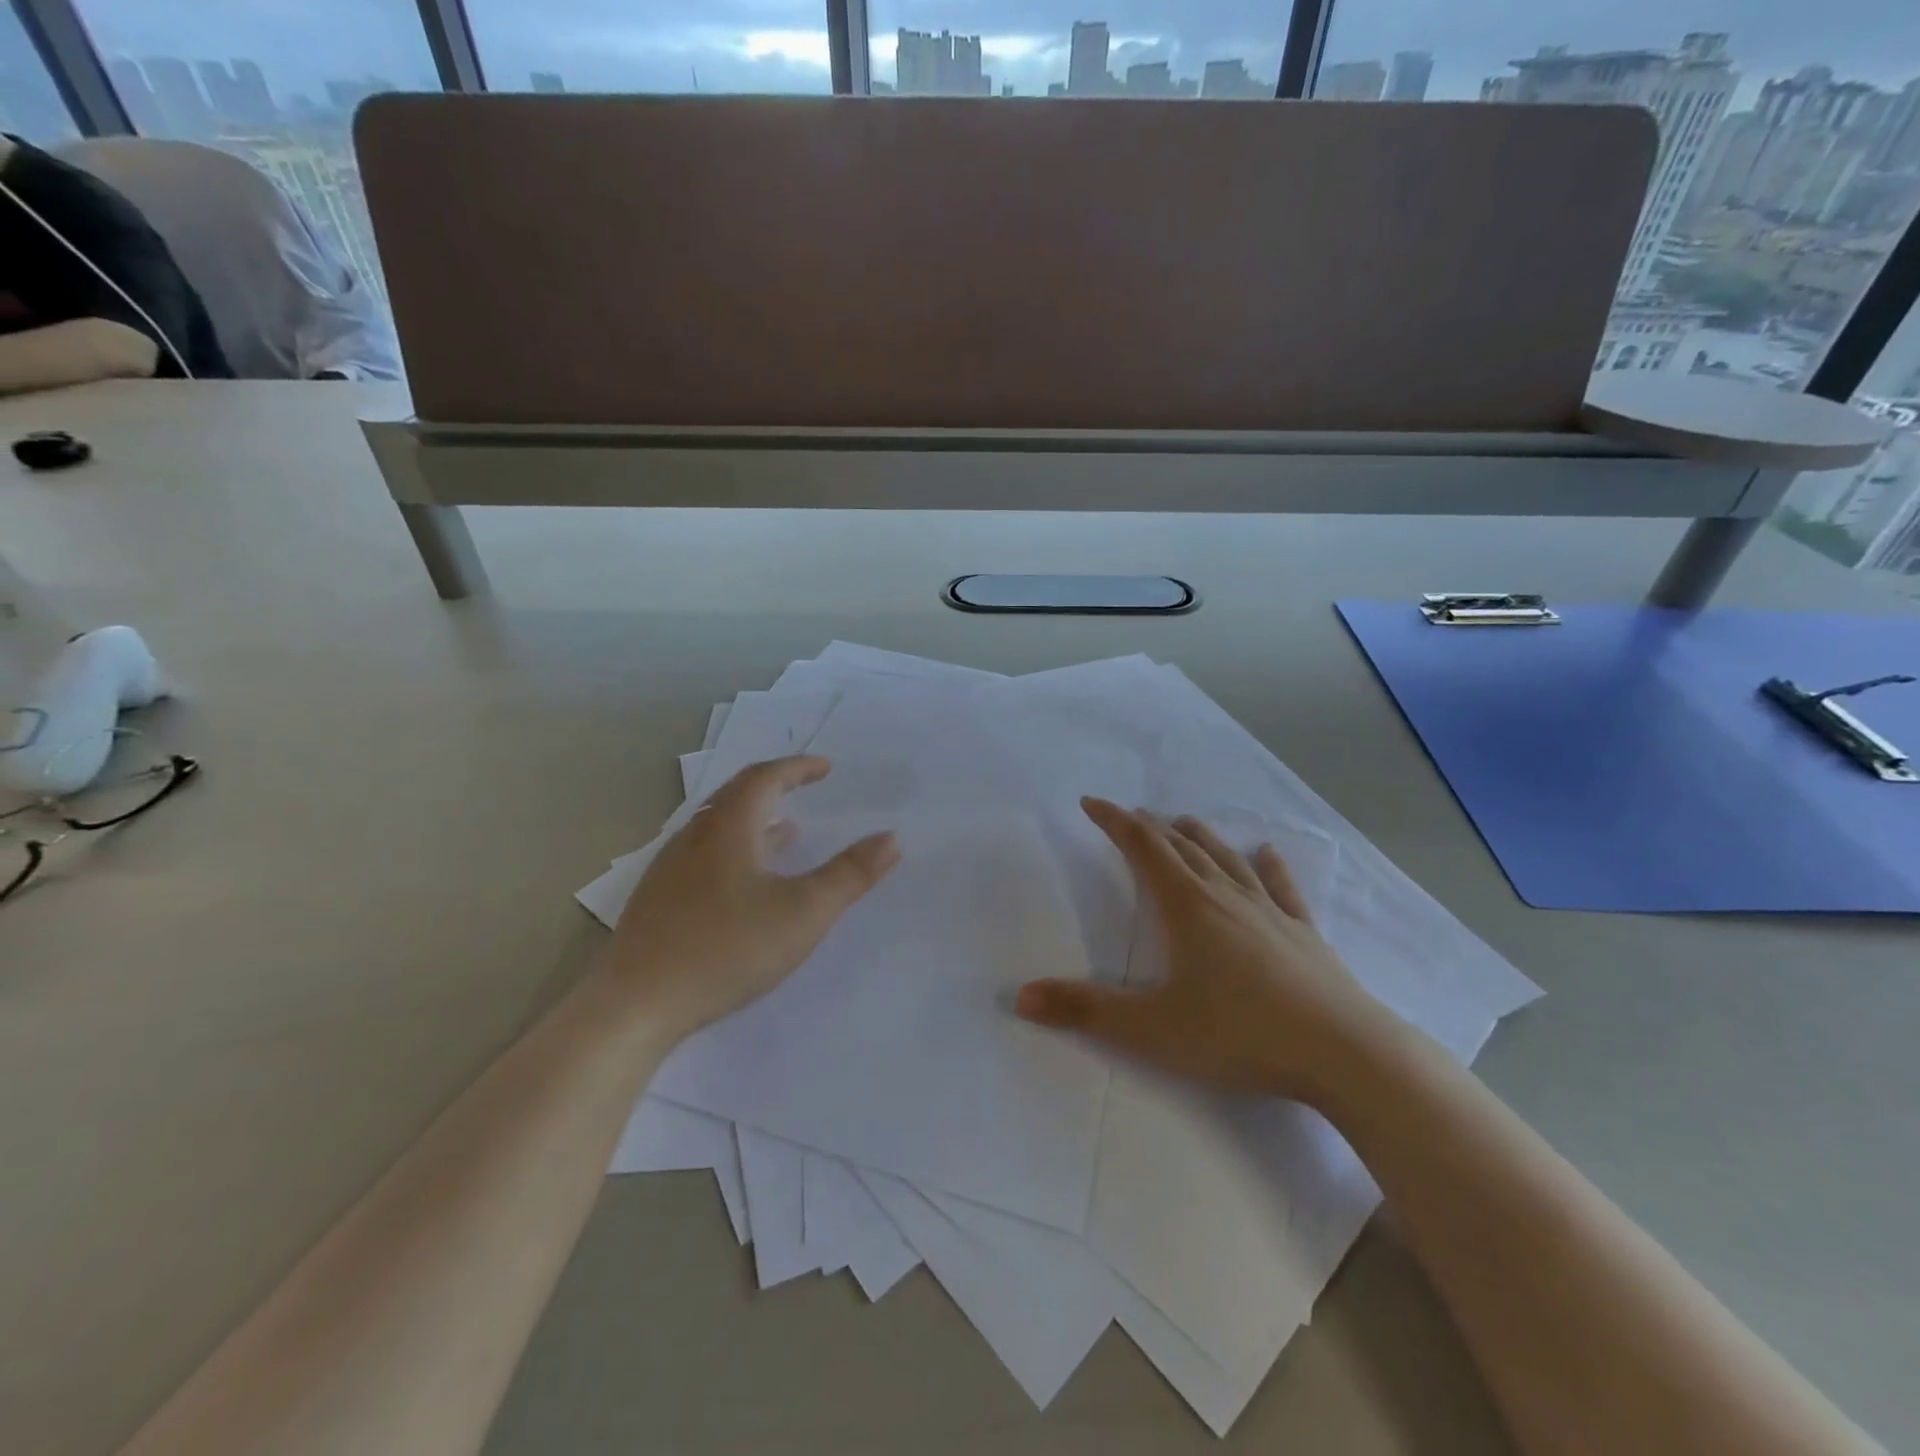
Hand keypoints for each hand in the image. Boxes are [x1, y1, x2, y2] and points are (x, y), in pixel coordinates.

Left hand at [608, 757, 899, 1040]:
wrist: (635, 1005)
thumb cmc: (727, 949)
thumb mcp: (804, 912)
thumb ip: (851, 874)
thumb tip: (891, 838)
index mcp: (728, 828)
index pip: (765, 778)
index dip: (798, 768)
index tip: (826, 768)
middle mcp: (694, 836)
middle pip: (736, 795)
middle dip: (775, 785)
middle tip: (805, 786)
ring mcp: (670, 868)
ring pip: (716, 826)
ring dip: (754, 818)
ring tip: (786, 829)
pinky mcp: (658, 900)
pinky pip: (703, 853)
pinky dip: (735, 848)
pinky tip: (745, 882)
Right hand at [1015, 800, 1398, 1102]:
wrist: (1345, 1054)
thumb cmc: (1240, 1035)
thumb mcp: (1151, 1028)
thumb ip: (1084, 1011)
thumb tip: (1021, 997)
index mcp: (1187, 908)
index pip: (1143, 849)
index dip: (1115, 822)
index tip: (1092, 803)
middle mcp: (1226, 898)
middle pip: (1182, 849)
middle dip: (1152, 829)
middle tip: (1132, 816)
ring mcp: (1270, 913)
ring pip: (1228, 861)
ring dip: (1202, 838)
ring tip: (1185, 822)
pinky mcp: (1304, 935)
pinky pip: (1282, 889)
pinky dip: (1270, 866)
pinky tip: (1268, 852)